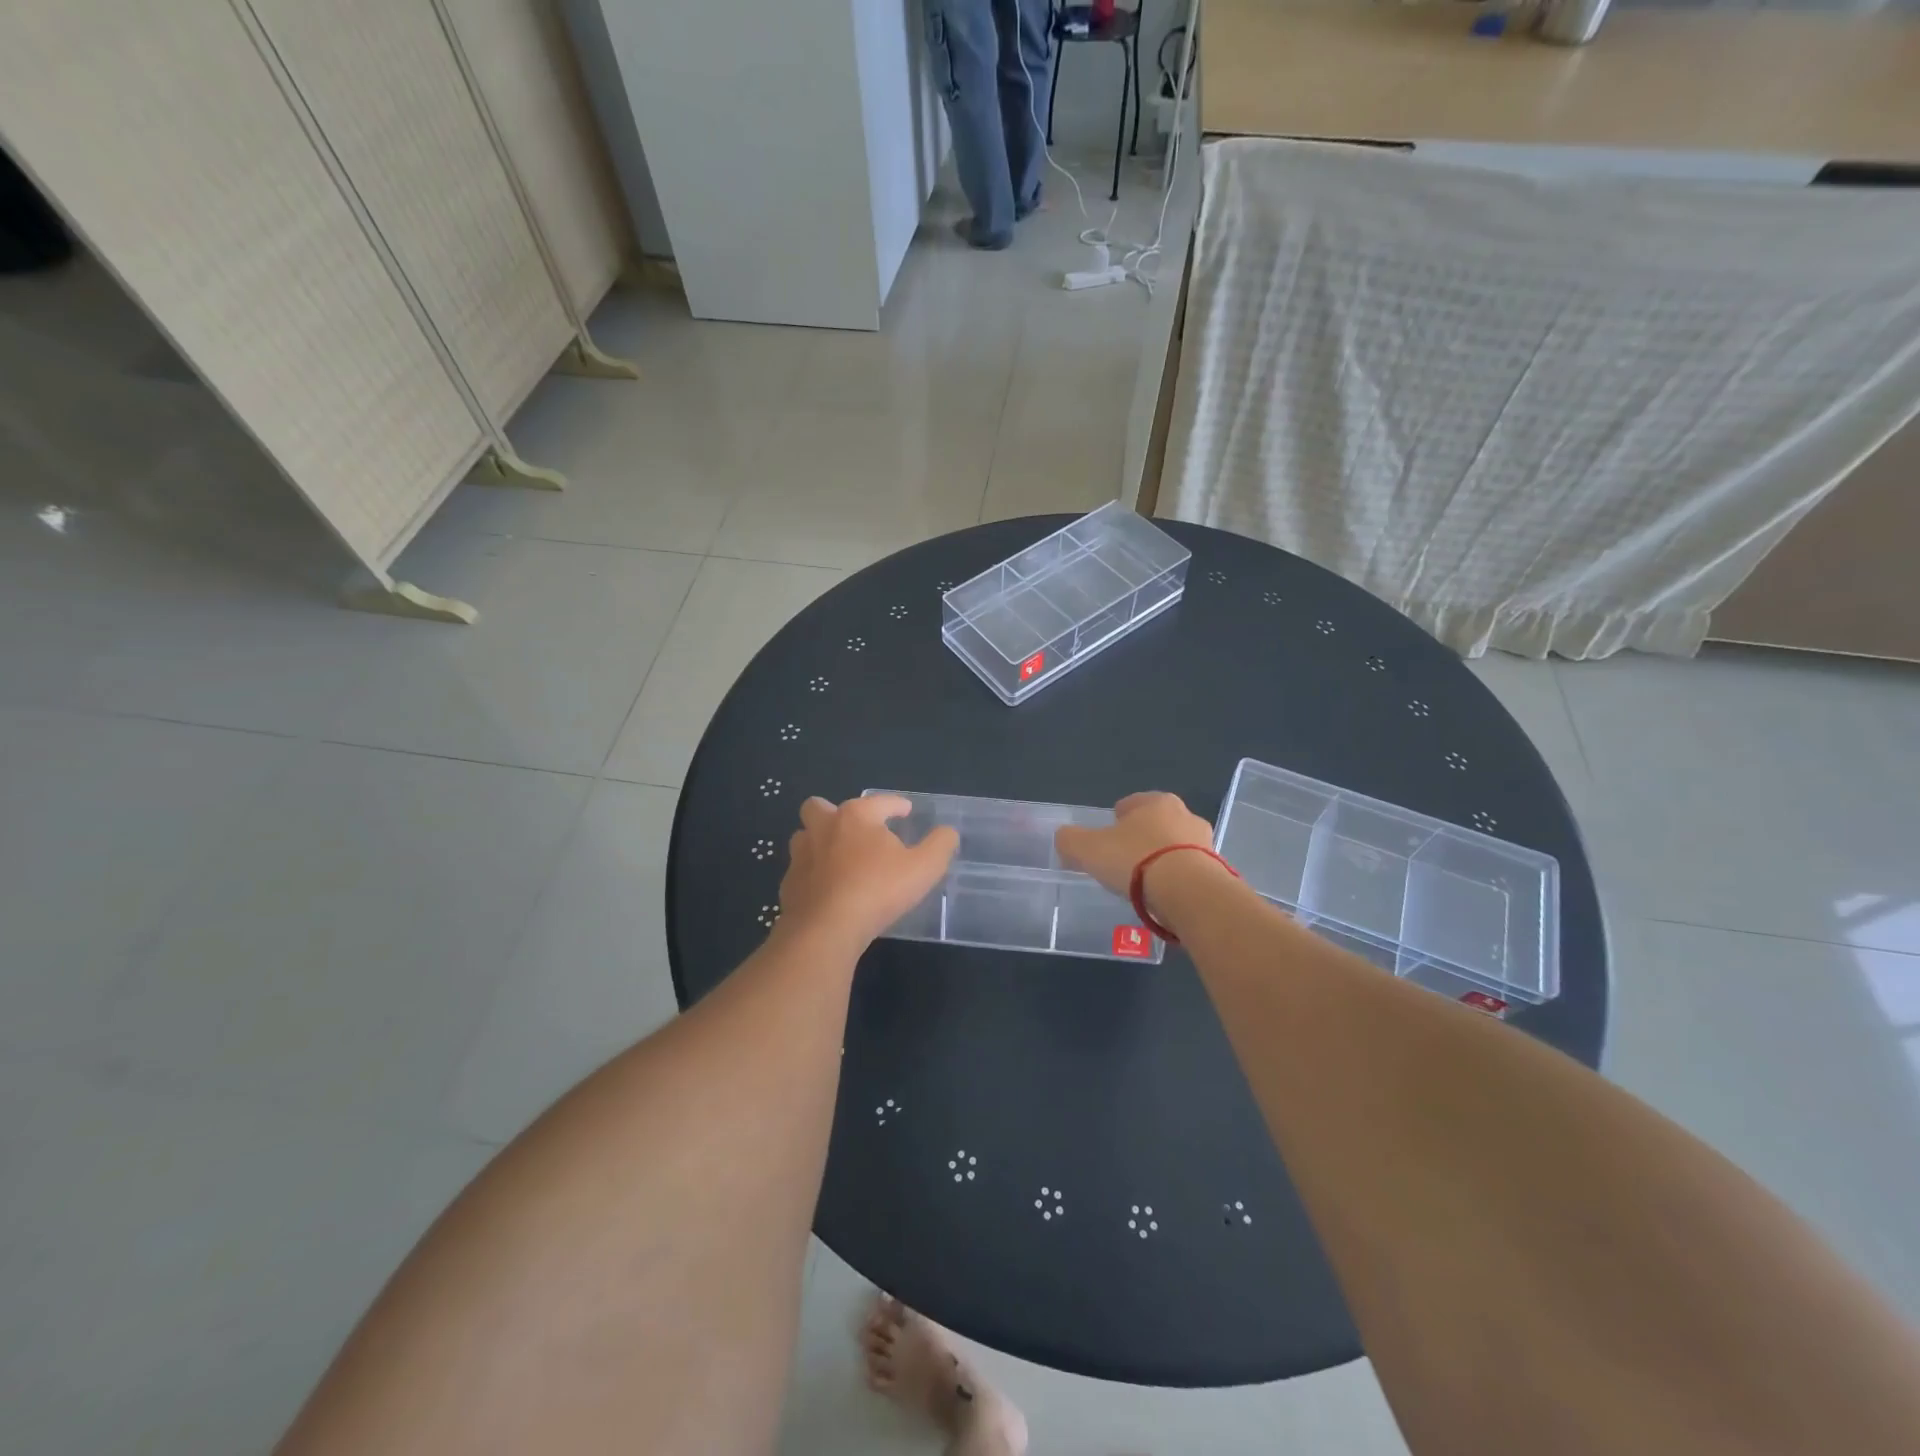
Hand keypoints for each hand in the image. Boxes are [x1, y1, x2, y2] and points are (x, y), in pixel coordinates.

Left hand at [779, 795, 957, 947]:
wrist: (826, 929)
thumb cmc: (878, 890)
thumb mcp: (924, 867)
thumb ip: (940, 845)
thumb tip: (947, 832)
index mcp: (856, 816)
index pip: (879, 801)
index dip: (896, 804)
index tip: (905, 811)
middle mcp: (823, 828)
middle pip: (819, 807)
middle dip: (836, 813)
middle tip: (857, 830)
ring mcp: (801, 856)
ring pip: (804, 837)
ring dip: (819, 842)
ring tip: (840, 859)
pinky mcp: (788, 884)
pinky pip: (800, 871)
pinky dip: (813, 875)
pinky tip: (828, 890)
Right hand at [1054, 791, 1217, 900]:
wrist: (1190, 893)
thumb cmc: (1136, 860)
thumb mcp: (1088, 849)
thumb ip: (1071, 840)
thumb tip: (1064, 838)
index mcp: (1156, 801)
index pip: (1131, 804)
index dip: (1115, 821)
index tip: (1106, 842)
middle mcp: (1185, 815)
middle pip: (1156, 825)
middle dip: (1142, 840)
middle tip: (1124, 864)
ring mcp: (1206, 843)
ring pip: (1175, 849)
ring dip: (1162, 862)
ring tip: (1145, 887)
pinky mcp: (1218, 871)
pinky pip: (1189, 873)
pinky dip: (1177, 882)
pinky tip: (1164, 899)